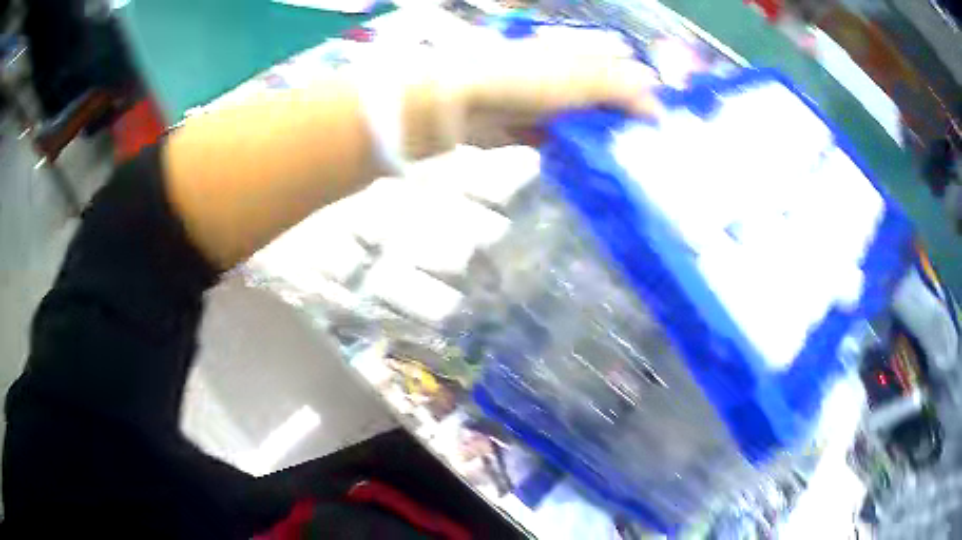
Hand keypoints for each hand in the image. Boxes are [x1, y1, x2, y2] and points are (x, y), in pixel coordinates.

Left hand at [401, 41, 660, 156]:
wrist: (458, 104)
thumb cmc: (522, 80)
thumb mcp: (579, 79)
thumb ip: (621, 90)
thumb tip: (658, 108)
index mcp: (576, 55)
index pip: (620, 69)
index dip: (643, 91)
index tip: (661, 121)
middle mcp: (562, 77)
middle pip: (604, 98)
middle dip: (627, 121)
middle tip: (651, 149)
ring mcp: (544, 105)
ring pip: (584, 123)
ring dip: (604, 141)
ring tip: (631, 165)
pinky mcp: (527, 132)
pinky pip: (561, 144)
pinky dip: (577, 155)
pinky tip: (597, 171)